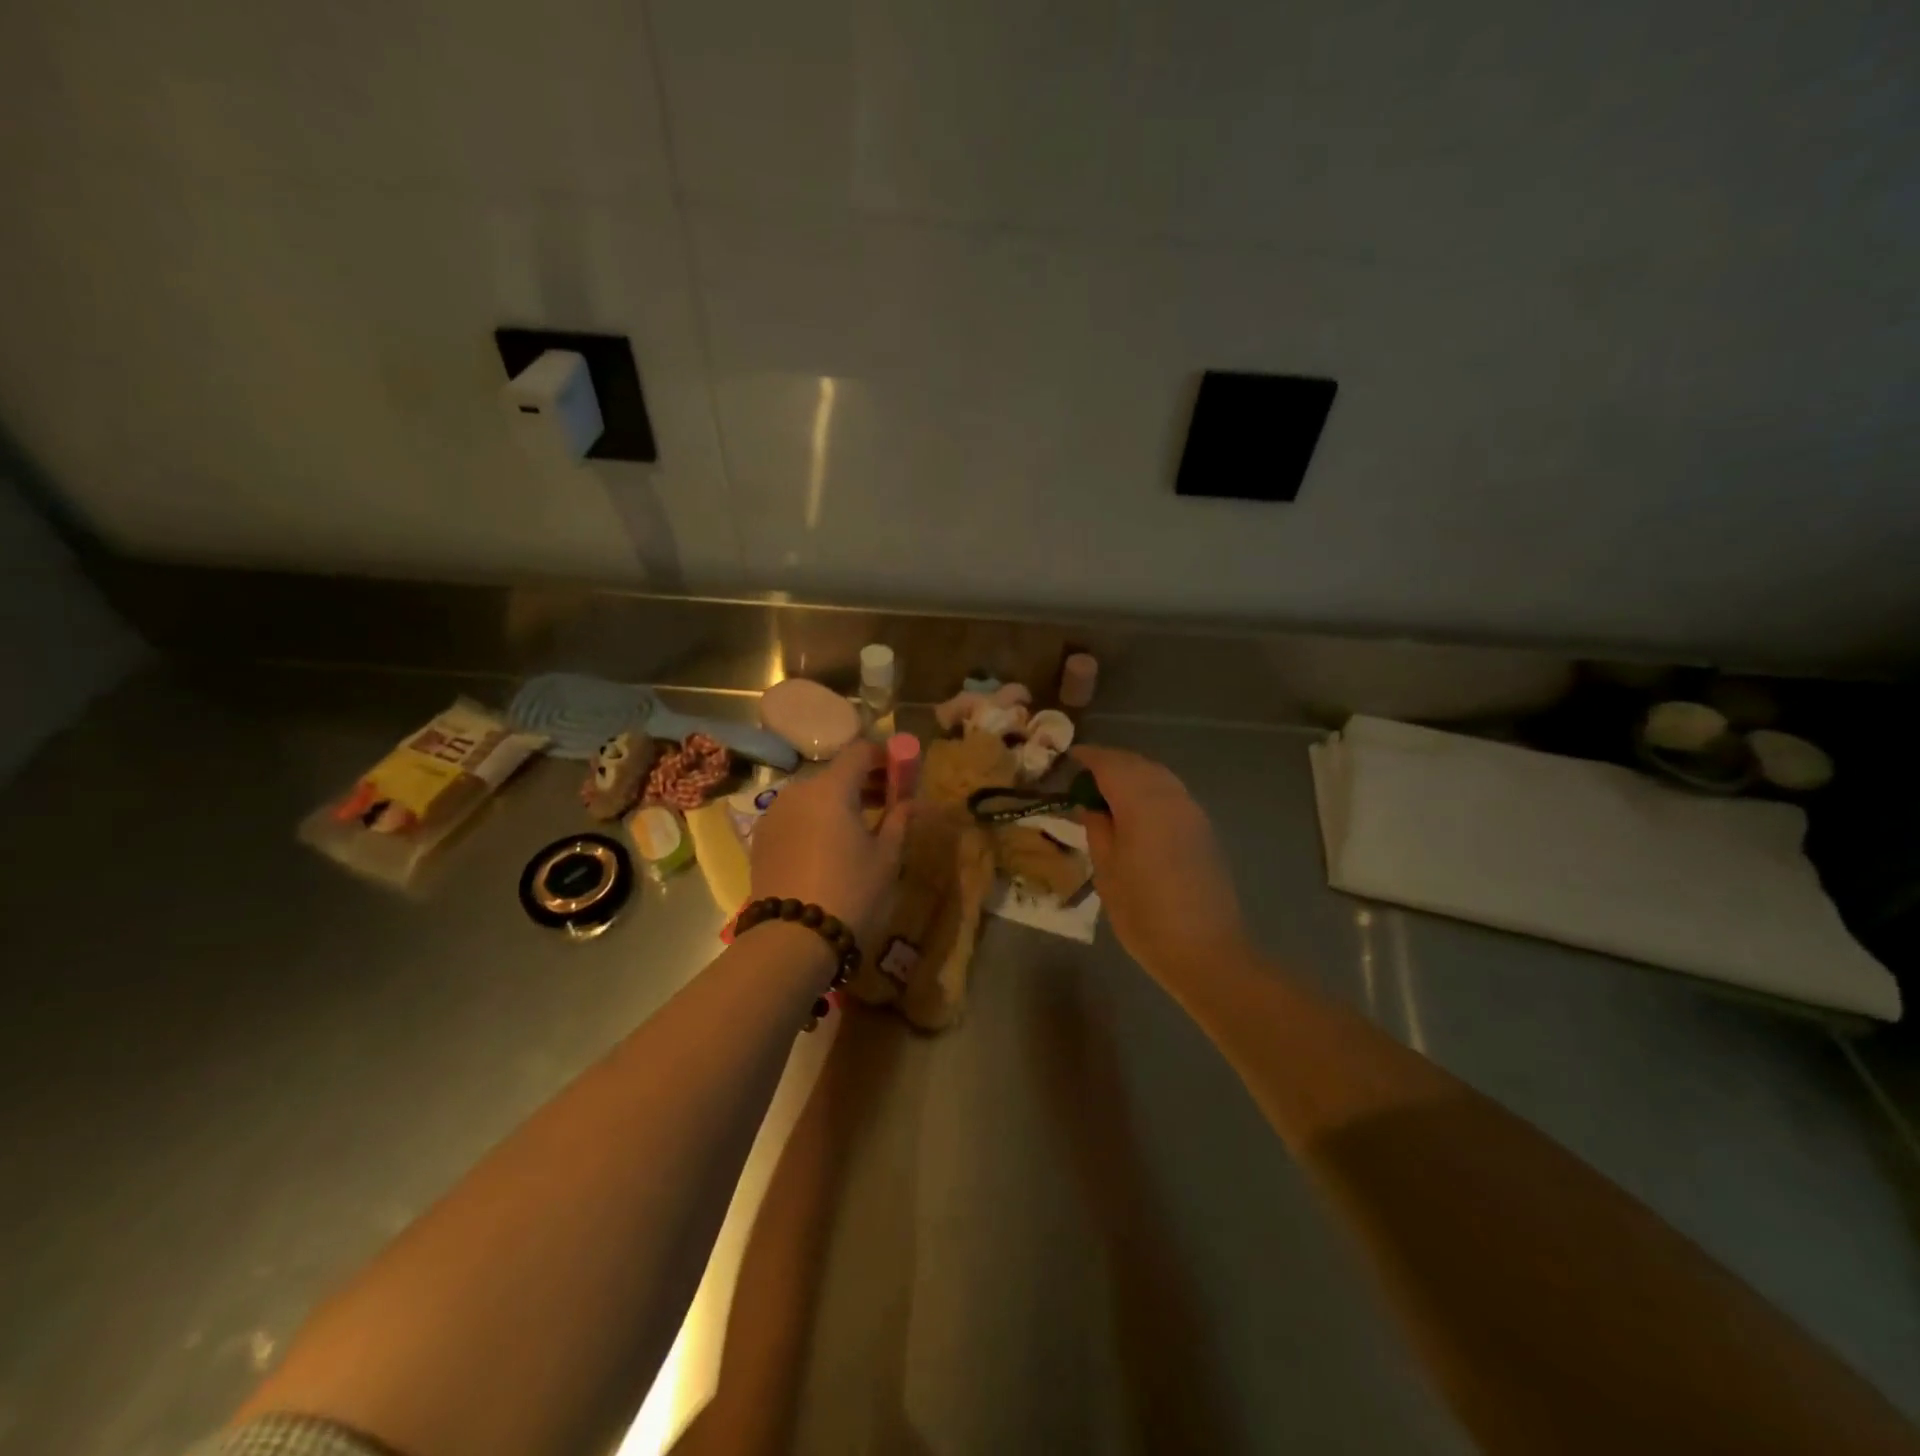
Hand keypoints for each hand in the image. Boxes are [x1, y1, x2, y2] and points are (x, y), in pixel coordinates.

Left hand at [750, 740, 910, 945]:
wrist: (792, 939)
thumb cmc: (850, 892)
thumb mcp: (886, 858)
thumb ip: (899, 821)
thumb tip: (911, 804)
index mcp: (831, 789)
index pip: (860, 752)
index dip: (884, 757)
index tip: (902, 775)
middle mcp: (798, 791)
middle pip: (836, 773)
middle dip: (864, 782)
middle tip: (889, 803)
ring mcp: (774, 814)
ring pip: (813, 795)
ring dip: (839, 801)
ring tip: (860, 828)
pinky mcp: (761, 838)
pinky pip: (795, 816)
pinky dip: (816, 819)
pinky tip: (830, 846)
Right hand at [1072, 746, 1248, 977]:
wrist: (1205, 950)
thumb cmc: (1144, 914)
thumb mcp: (1106, 872)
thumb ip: (1098, 830)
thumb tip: (1091, 806)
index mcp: (1142, 804)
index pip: (1111, 765)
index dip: (1088, 757)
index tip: (1068, 758)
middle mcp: (1170, 797)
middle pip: (1137, 764)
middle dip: (1111, 763)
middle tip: (1084, 775)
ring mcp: (1192, 812)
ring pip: (1158, 776)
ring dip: (1132, 774)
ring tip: (1107, 791)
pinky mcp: (1203, 829)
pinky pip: (1171, 793)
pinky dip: (1149, 790)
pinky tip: (1136, 810)